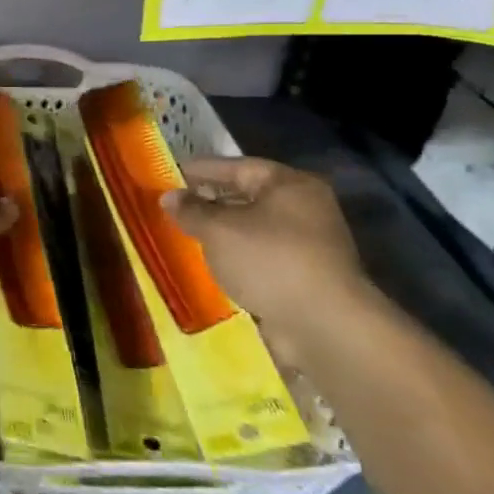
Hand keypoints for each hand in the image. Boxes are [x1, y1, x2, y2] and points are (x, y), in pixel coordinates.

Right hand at [162, 157, 380, 360]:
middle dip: (211, 200)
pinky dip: (238, 256)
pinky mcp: (306, 276)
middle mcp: (305, 208)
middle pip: (248, 196)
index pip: (237, 167)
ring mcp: (309, 244)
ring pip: (255, 228)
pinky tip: (214, 262)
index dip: (202, 169)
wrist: (325, 326)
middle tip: (175, 204)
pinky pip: (262, 256)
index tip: (171, 173)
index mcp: (290, 185)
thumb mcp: (218, 230)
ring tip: (188, 233)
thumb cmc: (270, 261)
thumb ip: (191, 210)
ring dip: (224, 231)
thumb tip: (168, 196)